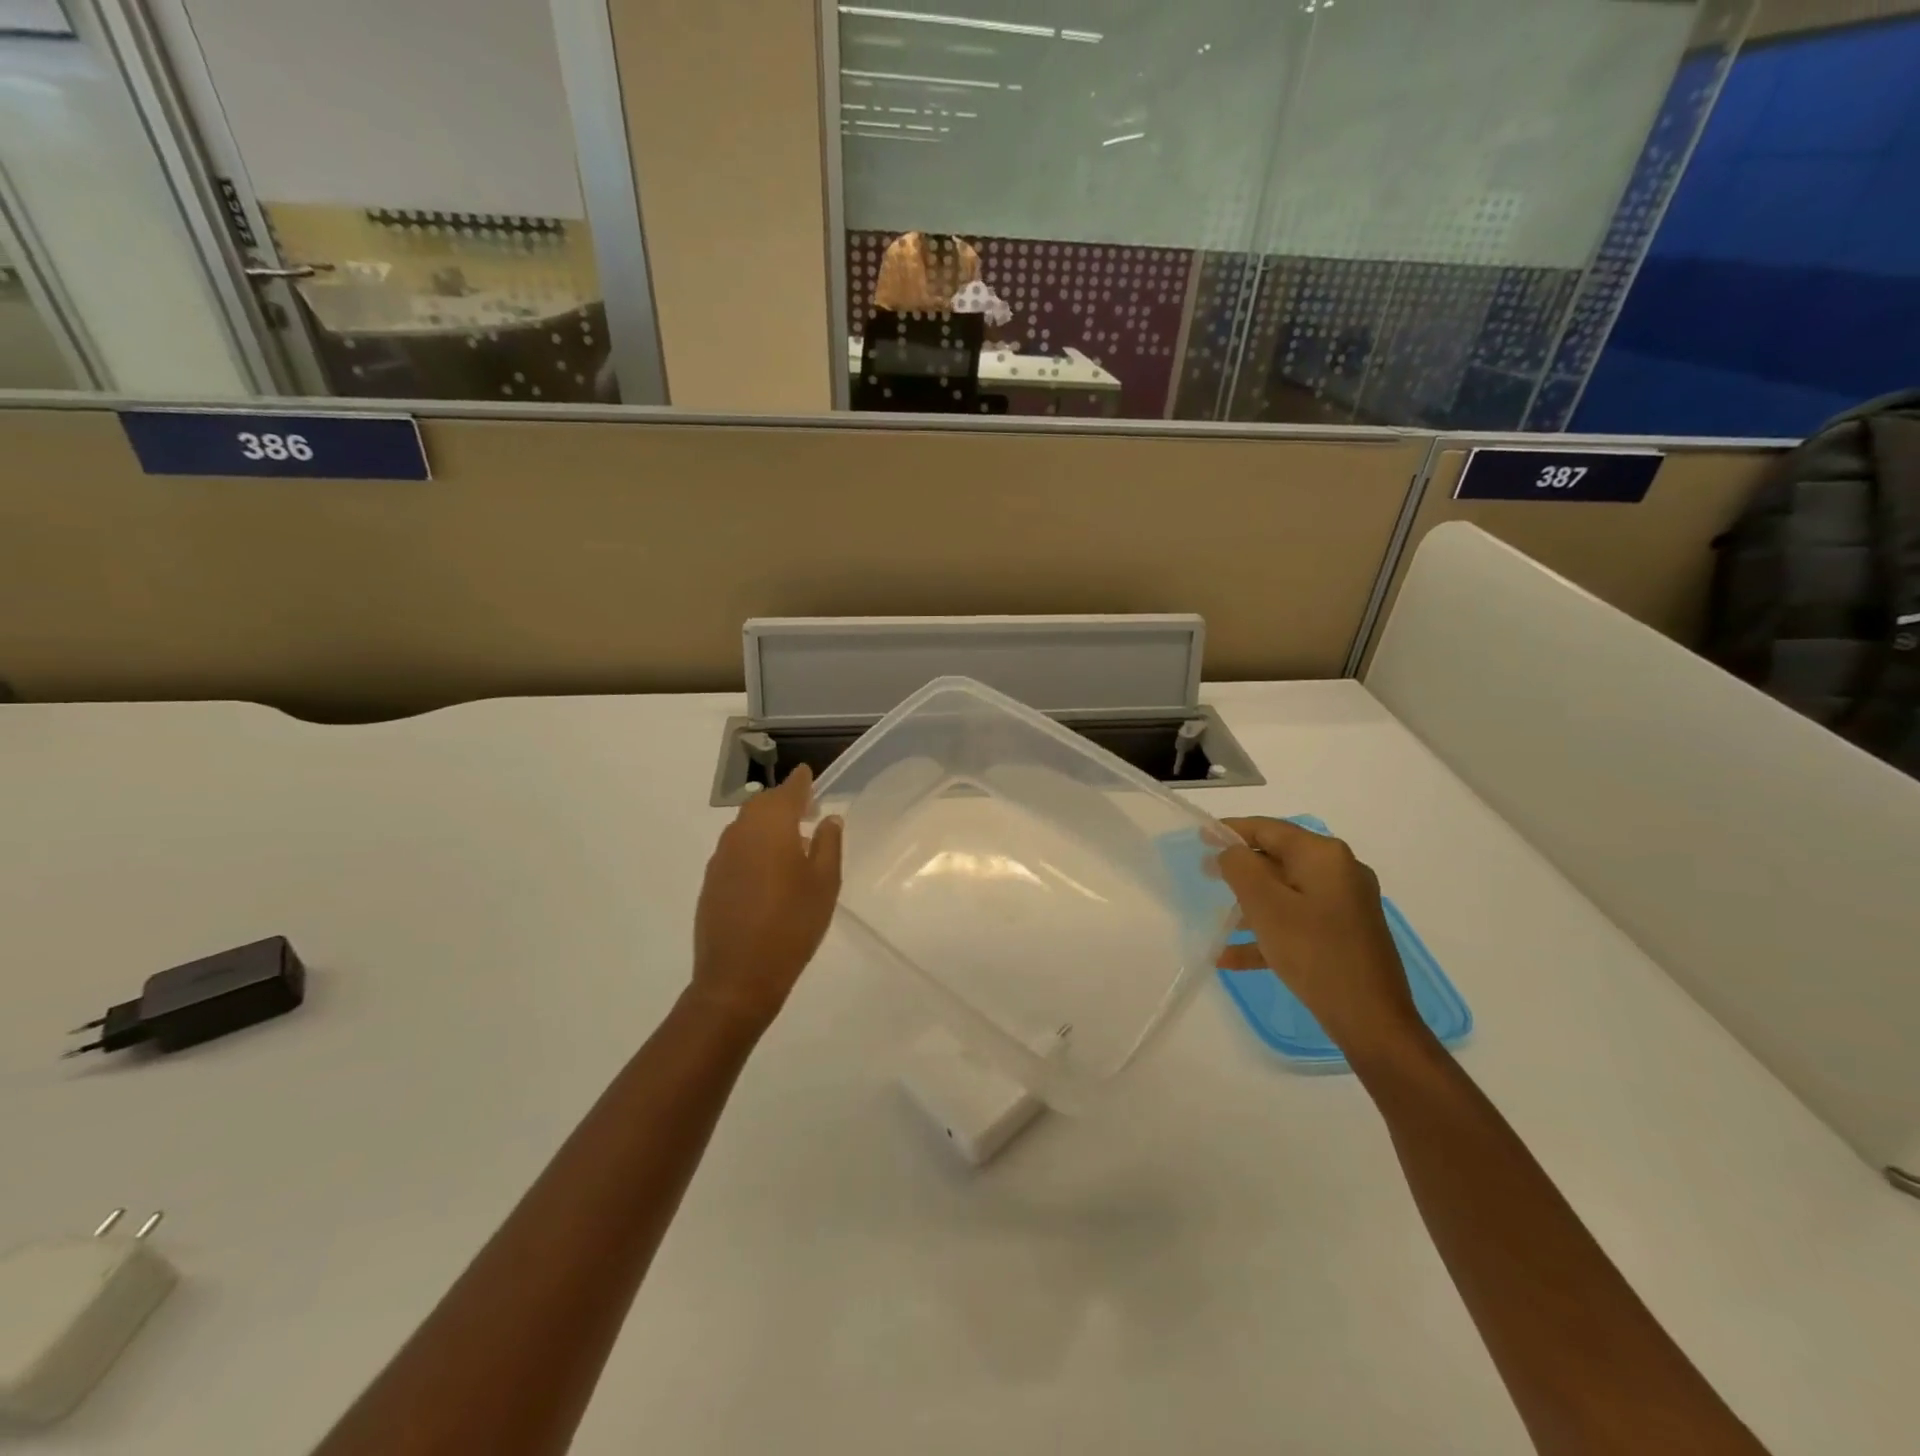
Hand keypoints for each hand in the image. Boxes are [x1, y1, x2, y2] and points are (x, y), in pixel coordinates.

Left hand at [689, 766, 843, 1031]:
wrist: (738, 977)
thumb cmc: (792, 924)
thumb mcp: (825, 884)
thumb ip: (828, 844)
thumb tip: (828, 819)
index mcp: (771, 827)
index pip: (788, 791)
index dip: (801, 782)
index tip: (808, 774)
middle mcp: (740, 833)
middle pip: (762, 805)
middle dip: (784, 802)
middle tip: (806, 811)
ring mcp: (720, 858)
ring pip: (746, 828)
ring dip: (767, 826)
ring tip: (791, 842)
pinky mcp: (711, 882)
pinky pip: (736, 851)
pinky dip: (753, 849)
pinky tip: (768, 872)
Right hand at [1215, 818, 1426, 1065]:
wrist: (1372, 1020)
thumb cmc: (1314, 953)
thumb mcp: (1266, 906)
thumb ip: (1241, 868)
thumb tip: (1231, 851)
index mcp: (1323, 856)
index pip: (1268, 829)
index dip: (1231, 830)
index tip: (1200, 837)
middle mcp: (1339, 872)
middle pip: (1278, 859)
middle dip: (1240, 869)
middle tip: (1205, 874)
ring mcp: (1345, 905)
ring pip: (1286, 893)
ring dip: (1250, 904)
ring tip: (1216, 918)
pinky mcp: (1345, 934)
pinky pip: (1297, 922)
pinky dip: (1267, 932)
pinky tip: (1232, 957)